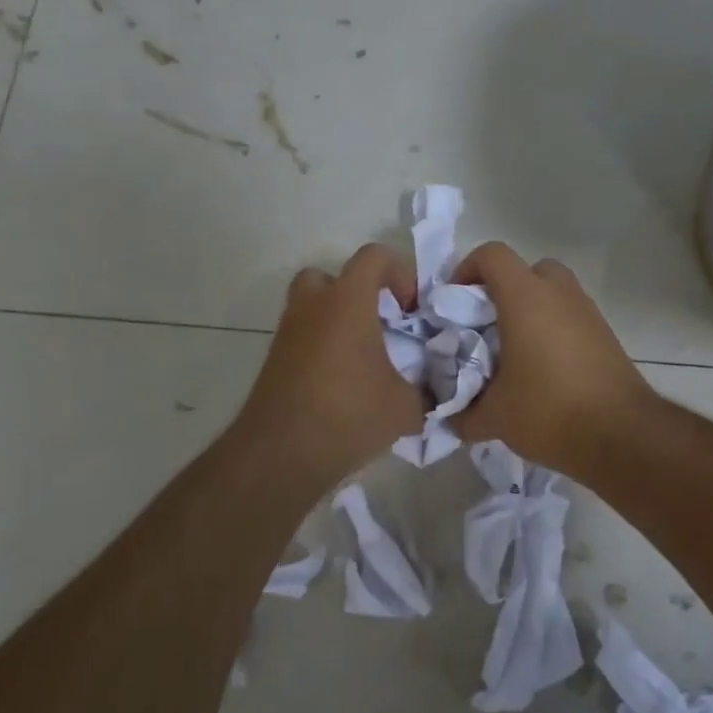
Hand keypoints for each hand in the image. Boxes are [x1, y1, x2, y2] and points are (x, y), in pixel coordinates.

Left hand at [232, 244, 426, 486]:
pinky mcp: (274, 361)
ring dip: (337, 321)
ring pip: (312, 307)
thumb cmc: (348, 415)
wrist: (279, 455)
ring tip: (362, 357)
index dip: (400, 273)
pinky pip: (303, 338)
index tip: (411, 310)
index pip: (373, 256)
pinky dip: (322, 348)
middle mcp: (312, 307)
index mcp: (346, 301)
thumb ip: (428, 392)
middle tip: (380, 324)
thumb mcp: (406, 407)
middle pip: (332, 276)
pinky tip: (342, 384)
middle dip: (358, 293)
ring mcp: (288, 333)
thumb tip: (438, 393)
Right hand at [451, 242, 653, 474]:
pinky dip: (554, 329)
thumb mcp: (494, 418)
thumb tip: (451, 419)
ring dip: (532, 310)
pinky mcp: (606, 334)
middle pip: (527, 269)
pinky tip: (544, 369)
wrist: (622, 434)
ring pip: (553, 292)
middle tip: (487, 325)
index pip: (492, 255)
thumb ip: (464, 414)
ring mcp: (587, 311)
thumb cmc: (549, 411)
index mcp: (525, 298)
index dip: (467, 269)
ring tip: (515, 352)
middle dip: (504, 290)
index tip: (455, 302)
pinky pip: (571, 316)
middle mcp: (559, 293)